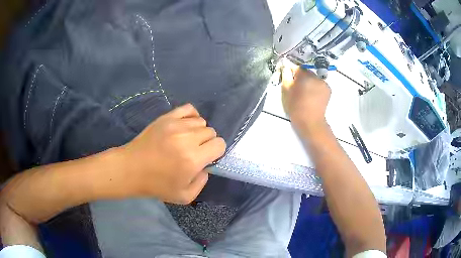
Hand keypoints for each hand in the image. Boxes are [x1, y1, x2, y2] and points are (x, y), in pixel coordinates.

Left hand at [120, 104, 225, 203]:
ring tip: (187, 140)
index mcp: (193, 159)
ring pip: (201, 121)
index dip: (216, 152)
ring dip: (198, 131)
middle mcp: (187, 139)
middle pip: (211, 132)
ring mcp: (176, 125)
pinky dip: (192, 116)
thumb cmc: (157, 185)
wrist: (131, 169)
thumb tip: (206, 166)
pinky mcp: (166, 118)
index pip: (219, 144)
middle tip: (194, 151)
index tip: (206, 158)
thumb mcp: (184, 196)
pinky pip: (189, 109)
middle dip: (207, 143)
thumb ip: (202, 182)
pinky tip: (185, 126)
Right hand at [281, 59, 330, 133]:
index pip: (297, 67)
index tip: (289, 78)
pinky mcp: (328, 90)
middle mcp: (316, 76)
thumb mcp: (285, 91)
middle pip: (306, 72)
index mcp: (304, 75)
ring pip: (313, 78)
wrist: (310, 122)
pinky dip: (316, 87)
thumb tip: (286, 66)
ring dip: (309, 82)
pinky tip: (312, 96)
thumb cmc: (295, 107)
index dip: (292, 72)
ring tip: (305, 93)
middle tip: (297, 88)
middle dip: (301, 77)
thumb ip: (285, 75)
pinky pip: (319, 84)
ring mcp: (324, 83)